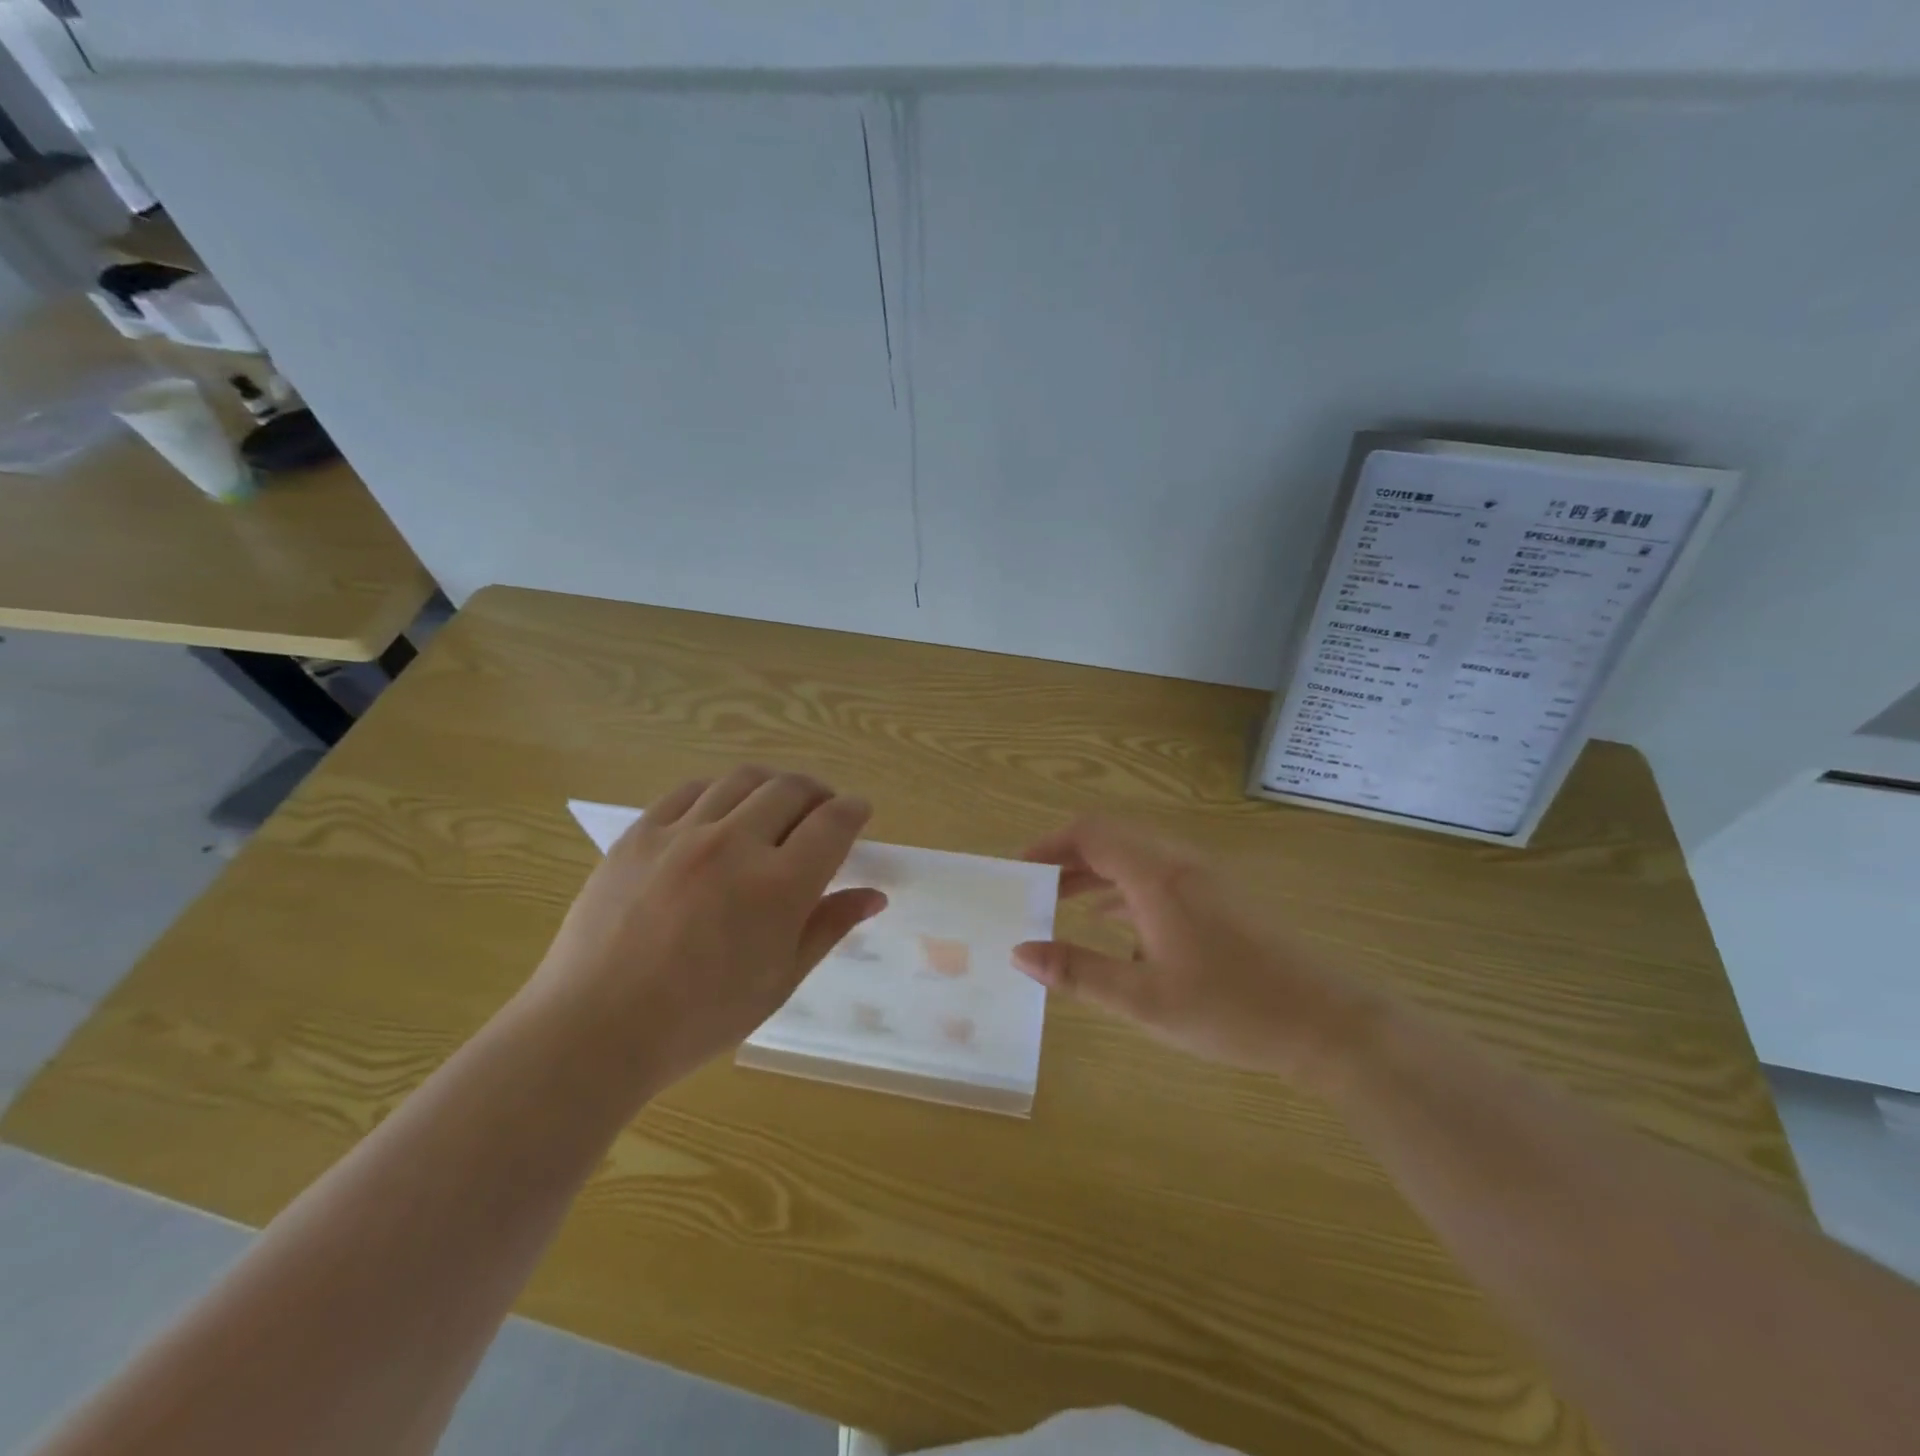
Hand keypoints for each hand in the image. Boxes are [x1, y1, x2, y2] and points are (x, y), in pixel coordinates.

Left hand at [526, 766, 885, 1096]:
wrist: (595, 1028)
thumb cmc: (699, 1018)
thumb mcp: (779, 980)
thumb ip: (828, 927)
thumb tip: (873, 895)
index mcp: (778, 886)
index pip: (833, 823)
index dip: (853, 811)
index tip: (859, 812)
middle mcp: (735, 844)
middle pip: (791, 789)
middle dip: (818, 793)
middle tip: (820, 812)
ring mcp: (682, 833)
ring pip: (744, 780)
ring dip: (772, 785)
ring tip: (775, 805)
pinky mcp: (640, 833)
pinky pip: (691, 791)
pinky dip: (720, 792)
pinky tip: (721, 812)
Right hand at [1013, 818, 1382, 1090]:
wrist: (1328, 1023)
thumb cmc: (1231, 1008)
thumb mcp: (1144, 1000)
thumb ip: (1078, 972)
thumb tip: (1020, 953)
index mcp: (1157, 875)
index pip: (1090, 833)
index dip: (1048, 844)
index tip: (1018, 870)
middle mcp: (1179, 862)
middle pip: (1111, 838)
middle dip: (1067, 858)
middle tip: (1033, 890)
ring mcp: (1204, 877)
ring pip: (1136, 857)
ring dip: (1095, 873)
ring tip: (1060, 905)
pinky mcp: (1220, 896)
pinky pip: (1158, 875)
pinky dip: (1124, 888)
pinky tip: (1113, 925)